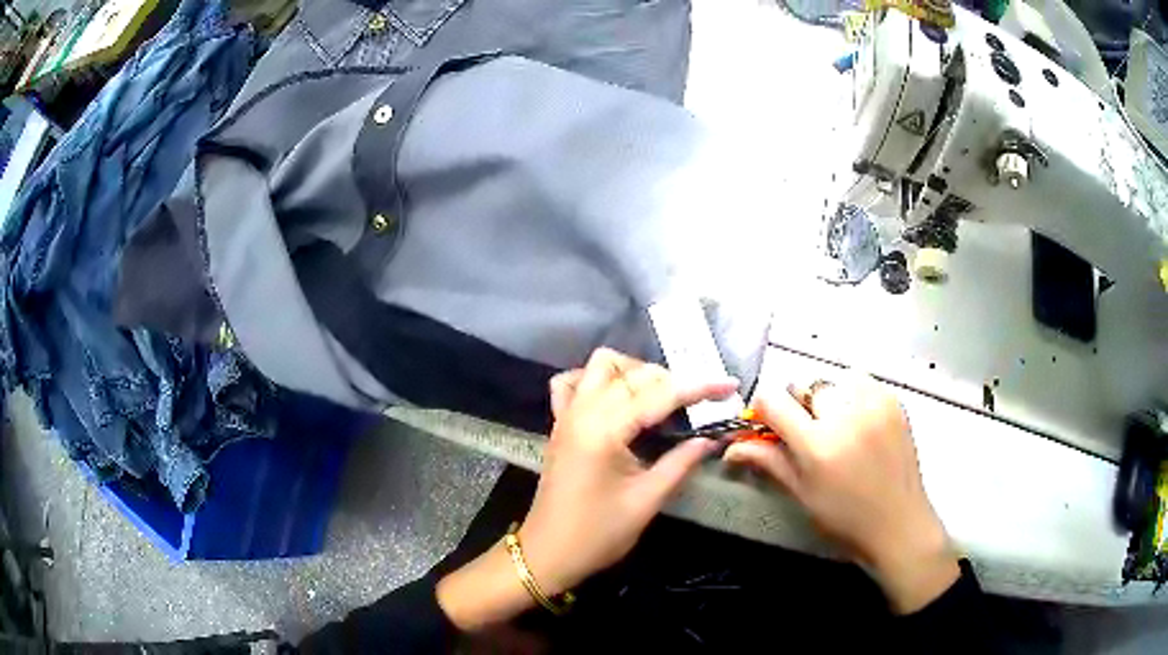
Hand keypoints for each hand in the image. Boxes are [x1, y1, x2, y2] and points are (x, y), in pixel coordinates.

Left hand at [521, 348, 737, 594]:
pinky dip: (597, 381)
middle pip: (632, 374)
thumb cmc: (598, 534)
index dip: (699, 387)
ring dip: (633, 372)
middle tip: (700, 403)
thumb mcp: (646, 501)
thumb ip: (681, 462)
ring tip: (659, 397)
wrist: (548, 553)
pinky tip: (616, 398)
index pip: (659, 395)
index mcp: (604, 431)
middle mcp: (582, 412)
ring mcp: (566, 415)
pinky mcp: (559, 425)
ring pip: (600, 366)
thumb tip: (713, 438)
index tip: (730, 385)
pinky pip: (573, 383)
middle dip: (671, 380)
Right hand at [723, 372, 959, 612]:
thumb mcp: (802, 493)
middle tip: (807, 431)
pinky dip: (852, 394)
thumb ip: (768, 461)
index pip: (772, 399)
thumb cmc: (844, 518)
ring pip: (833, 378)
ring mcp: (873, 404)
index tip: (768, 424)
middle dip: (797, 403)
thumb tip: (730, 448)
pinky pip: (862, 381)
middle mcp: (845, 415)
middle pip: (804, 383)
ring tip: (836, 424)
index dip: (763, 408)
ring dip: (827, 396)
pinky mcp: (894, 401)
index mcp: (817, 445)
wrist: (899, 523)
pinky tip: (858, 422)